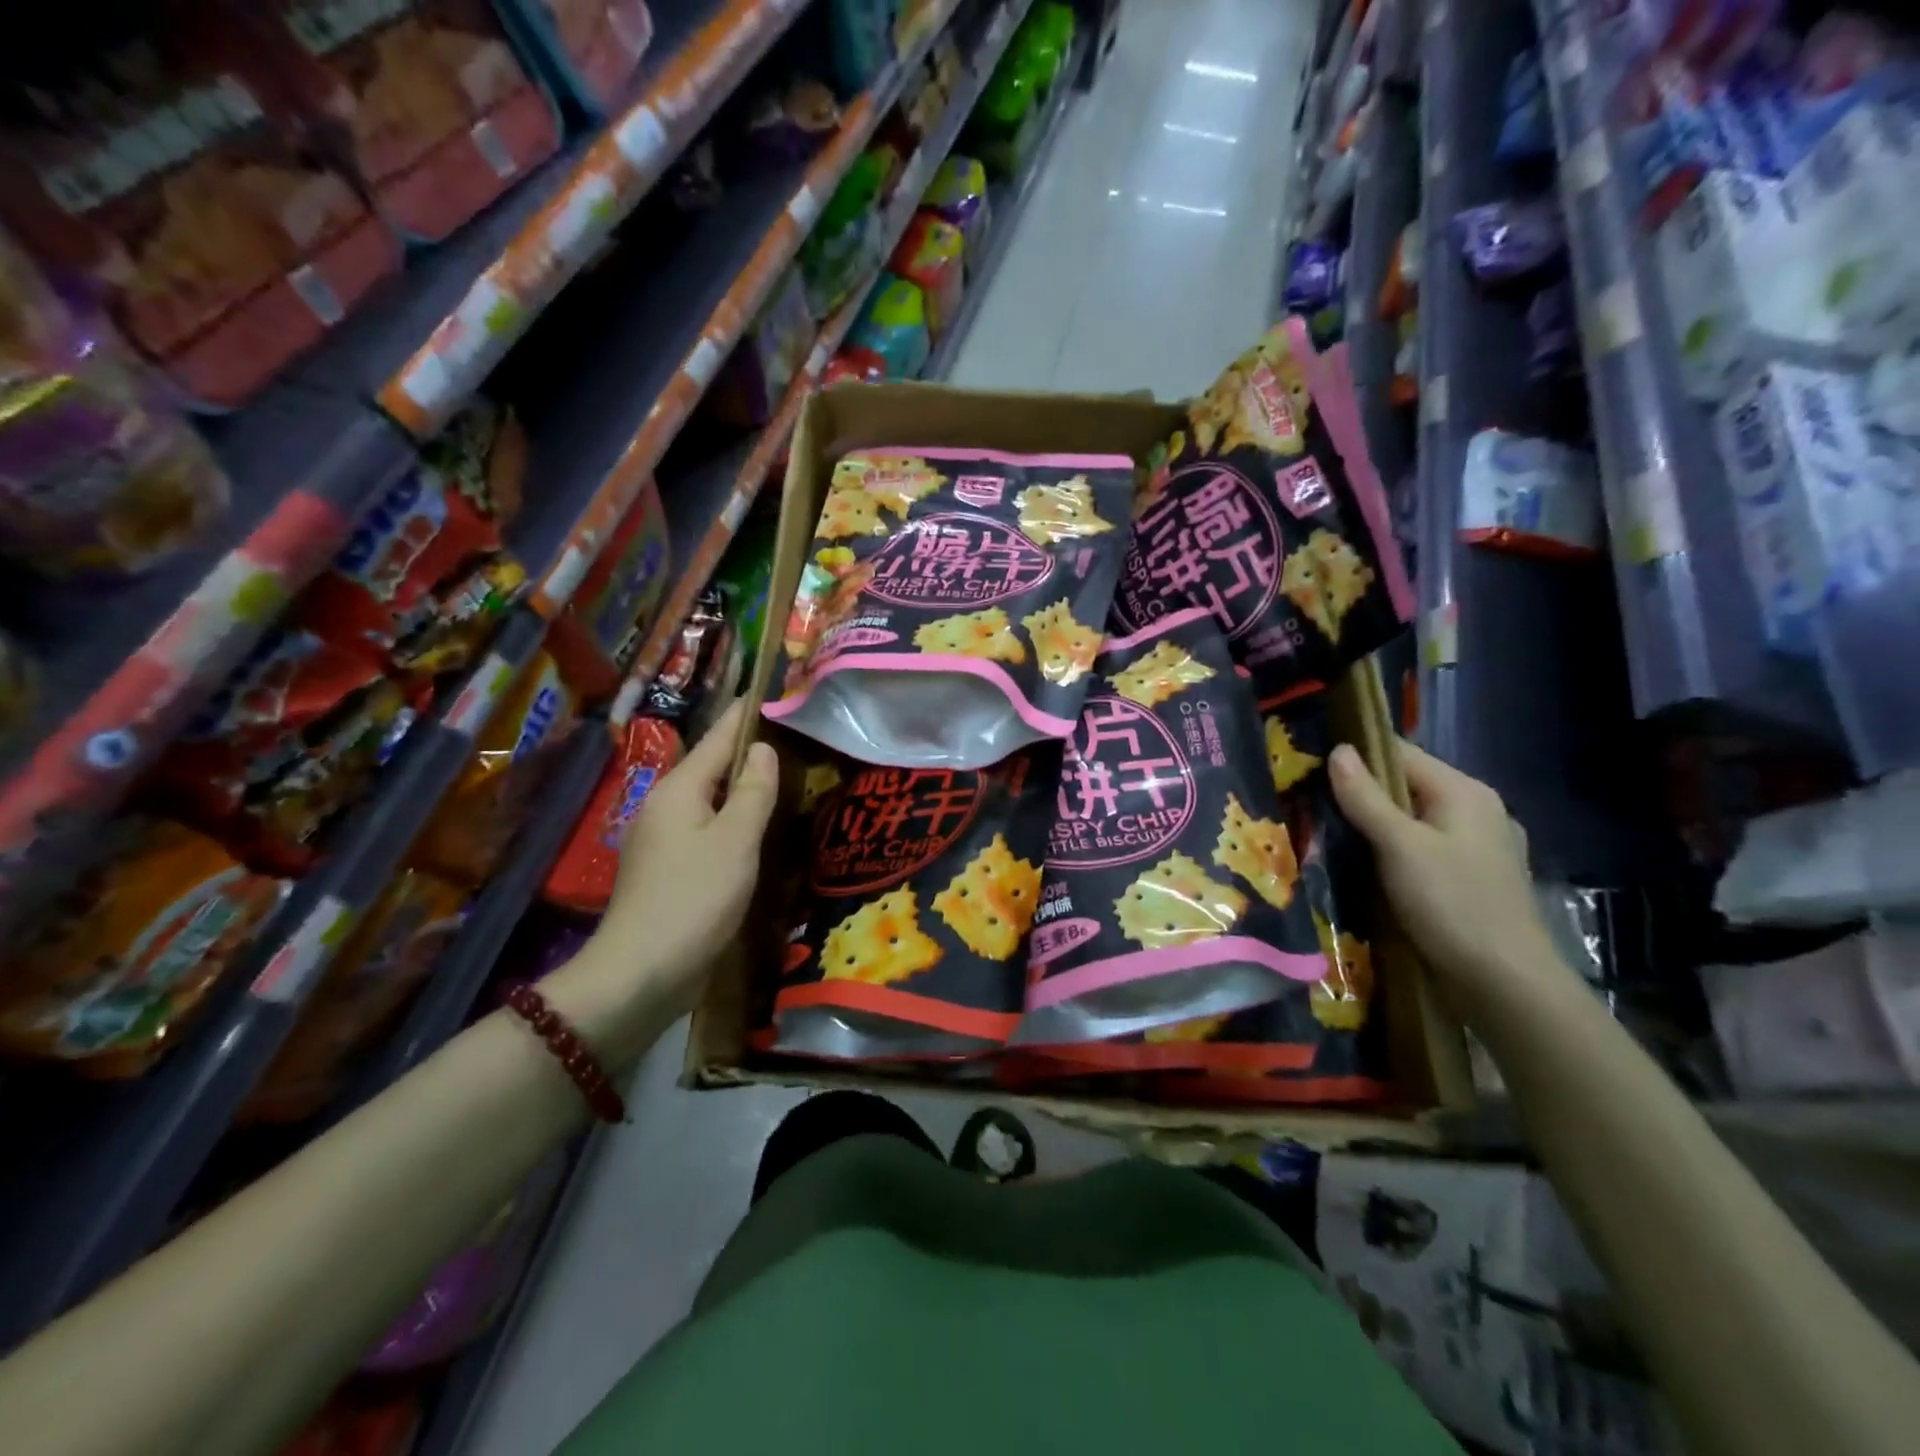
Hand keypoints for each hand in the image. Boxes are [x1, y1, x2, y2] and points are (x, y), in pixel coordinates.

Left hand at [596, 701, 778, 1016]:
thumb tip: (761, 748)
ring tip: (778, 777)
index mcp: (680, 789)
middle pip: (711, 766)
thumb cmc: (694, 899)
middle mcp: (665, 806)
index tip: (769, 689)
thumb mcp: (735, 840)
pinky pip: (705, 829)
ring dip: (739, 787)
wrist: (639, 974)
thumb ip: (752, 791)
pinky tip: (752, 830)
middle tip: (789, 735)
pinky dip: (730, 820)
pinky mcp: (666, 871)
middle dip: (745, 749)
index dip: (746, 714)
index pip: (719, 737)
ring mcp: (661, 840)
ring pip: (708, 800)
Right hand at [1328, 738, 1557, 999]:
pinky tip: (1368, 868)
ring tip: (1330, 835)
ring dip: (1375, 827)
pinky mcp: (1472, 880)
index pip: (1401, 754)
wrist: (1505, 983)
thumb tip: (1338, 750)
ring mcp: (1478, 848)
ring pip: (1413, 821)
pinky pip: (1423, 850)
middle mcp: (1477, 811)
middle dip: (1362, 795)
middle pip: (1408, 787)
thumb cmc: (1451, 903)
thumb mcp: (1400, 846)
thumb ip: (1366, 797)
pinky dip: (1394, 852)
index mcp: (1464, 792)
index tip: (1311, 766)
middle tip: (1312, 804)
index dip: (1356, 756)